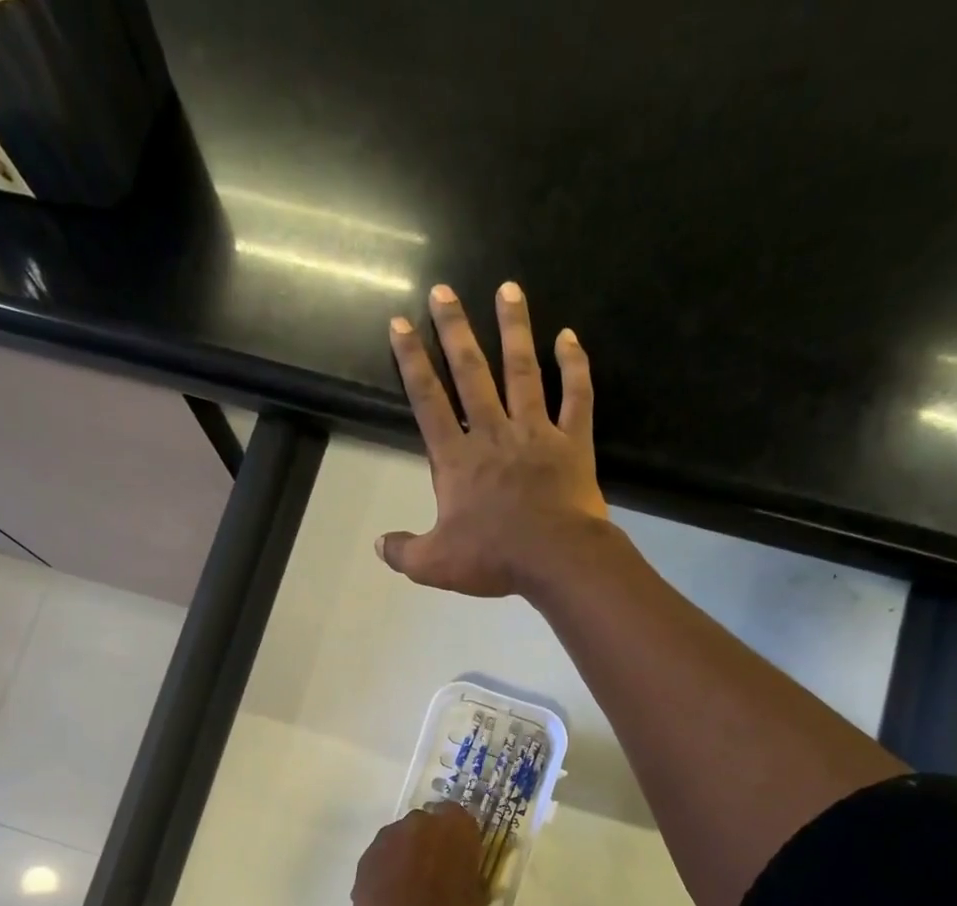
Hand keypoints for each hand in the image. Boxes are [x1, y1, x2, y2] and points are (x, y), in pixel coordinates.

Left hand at [349, 802, 489, 905]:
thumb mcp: (477, 901)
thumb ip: (469, 878)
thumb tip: (464, 879)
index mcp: (455, 827)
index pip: (459, 817)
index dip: (459, 838)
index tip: (461, 858)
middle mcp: (419, 822)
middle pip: (426, 825)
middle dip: (430, 843)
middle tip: (435, 873)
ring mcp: (387, 838)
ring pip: (400, 840)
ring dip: (406, 856)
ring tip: (409, 889)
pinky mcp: (364, 859)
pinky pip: (381, 858)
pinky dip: (386, 871)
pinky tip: (391, 899)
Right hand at [381, 282, 609, 597]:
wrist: (556, 559)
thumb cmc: (494, 558)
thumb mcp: (435, 564)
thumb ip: (404, 552)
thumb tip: (380, 546)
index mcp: (457, 459)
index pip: (428, 401)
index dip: (412, 362)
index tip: (402, 324)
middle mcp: (494, 434)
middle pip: (471, 373)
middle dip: (455, 330)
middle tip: (445, 290)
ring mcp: (536, 433)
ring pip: (523, 371)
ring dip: (514, 329)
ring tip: (508, 289)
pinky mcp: (573, 442)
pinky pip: (576, 396)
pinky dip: (575, 366)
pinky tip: (568, 336)